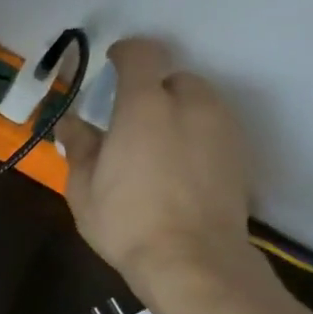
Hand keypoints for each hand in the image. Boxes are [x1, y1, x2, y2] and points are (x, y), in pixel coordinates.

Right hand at [56, 36, 255, 299]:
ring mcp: (222, 127)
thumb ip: (80, 147)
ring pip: (199, 103)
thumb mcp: (84, 189)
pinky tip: (180, 169)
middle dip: (152, 93)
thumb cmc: (127, 222)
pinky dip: (197, 136)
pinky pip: (214, 129)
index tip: (112, 63)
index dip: (126, 53)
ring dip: (178, 113)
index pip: (142, 54)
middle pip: (173, 79)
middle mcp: (191, 104)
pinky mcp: (241, 153)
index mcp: (144, 106)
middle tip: (131, 124)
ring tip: (157, 149)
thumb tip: (71, 123)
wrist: (193, 260)